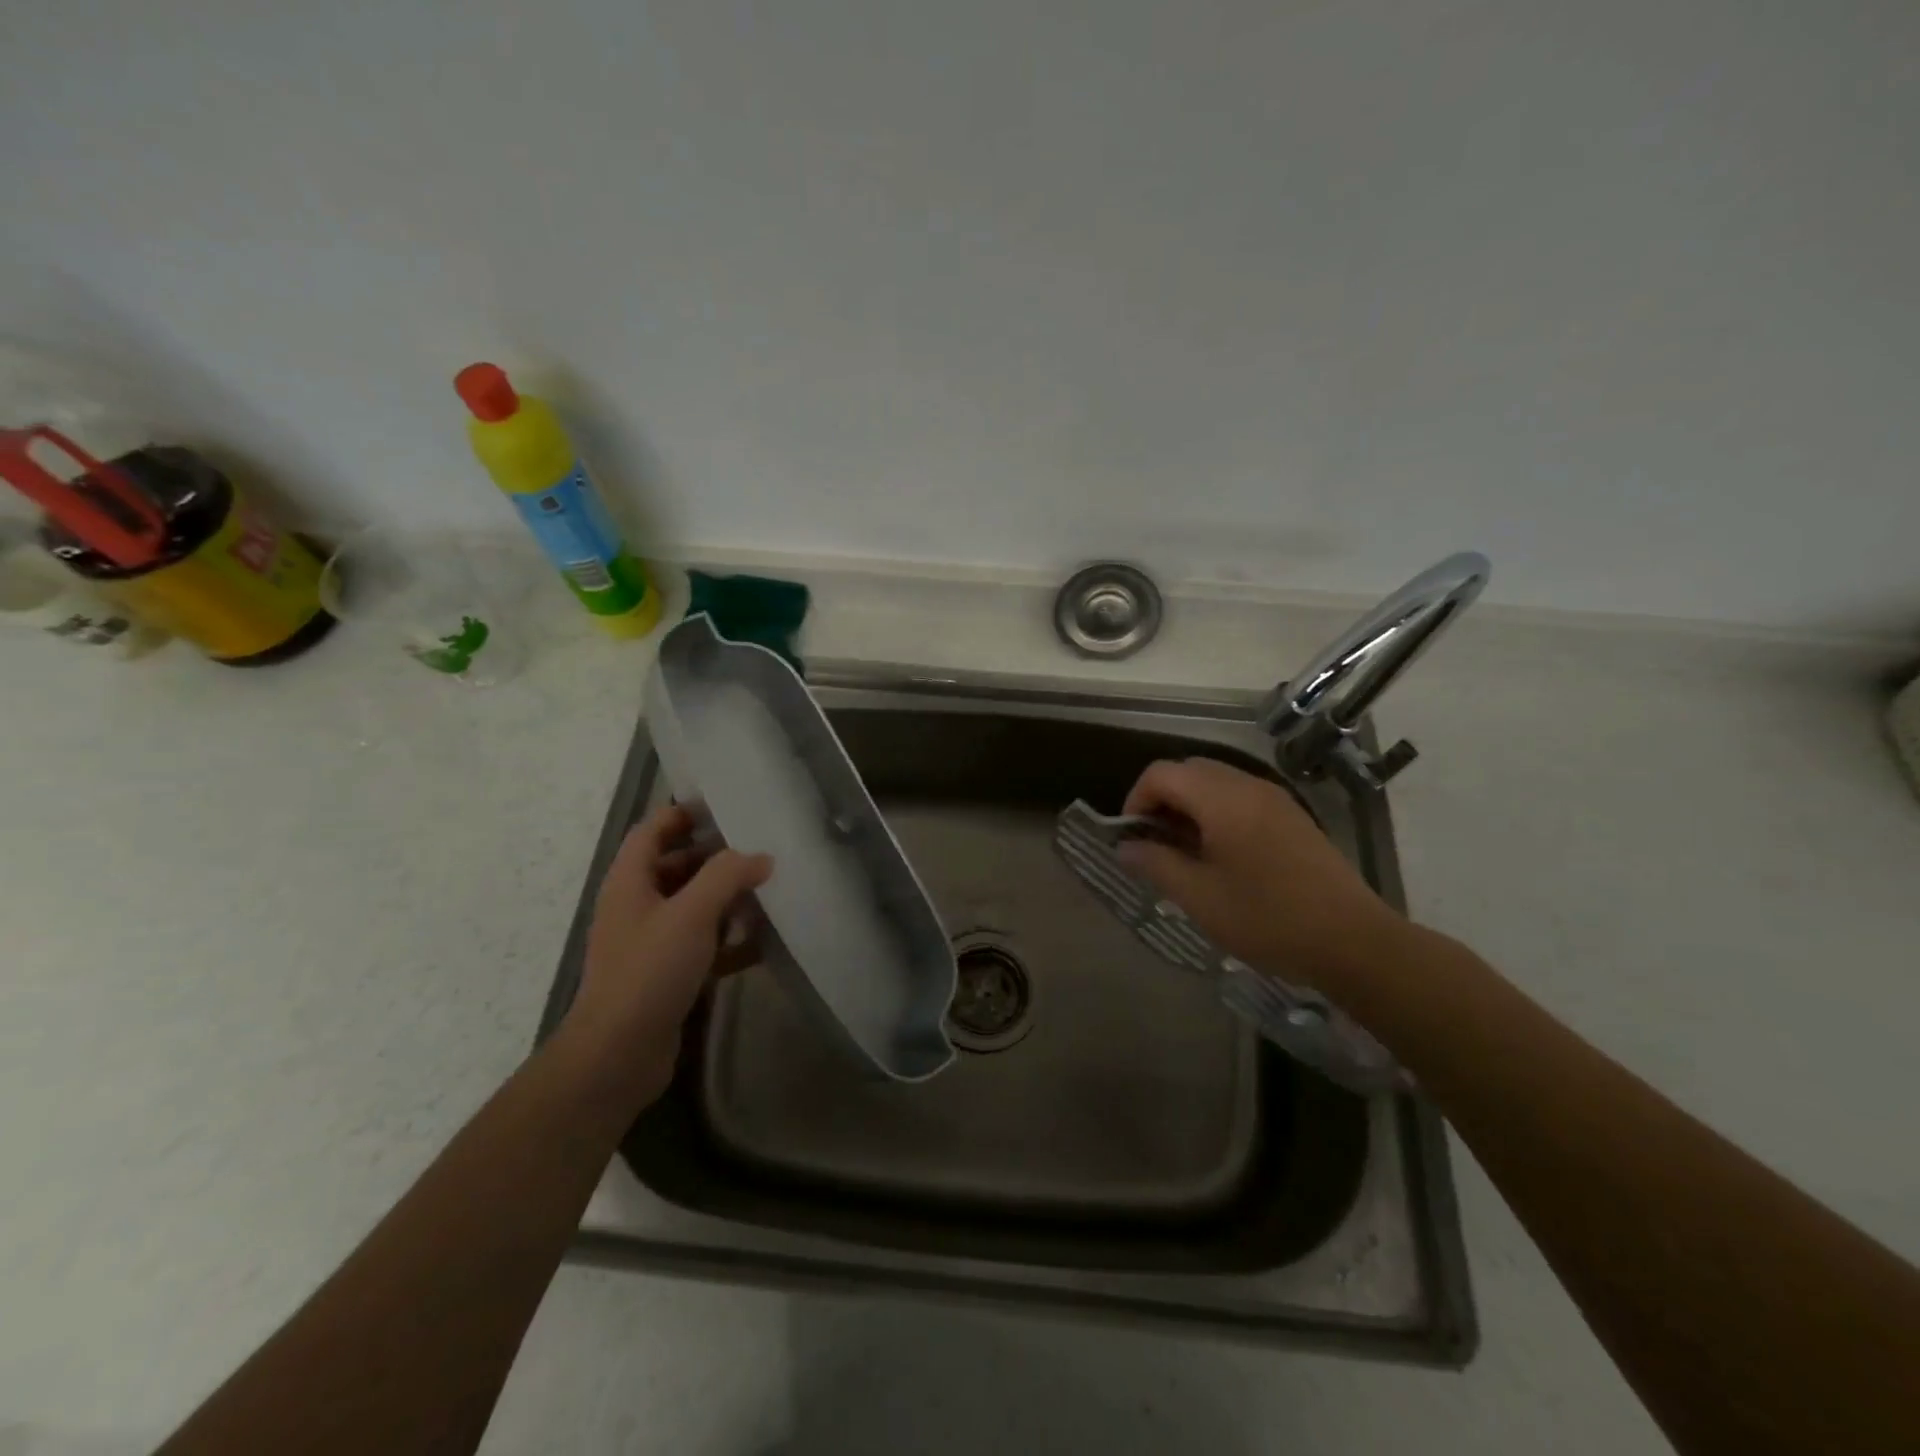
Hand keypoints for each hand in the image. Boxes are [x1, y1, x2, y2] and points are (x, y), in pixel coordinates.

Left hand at [563, 805, 772, 1109]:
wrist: (617, 1054)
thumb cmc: (649, 971)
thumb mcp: (691, 913)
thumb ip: (727, 876)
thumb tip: (760, 856)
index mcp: (630, 881)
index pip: (653, 830)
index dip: (684, 814)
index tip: (727, 808)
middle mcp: (637, 906)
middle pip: (677, 866)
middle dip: (716, 857)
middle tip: (760, 848)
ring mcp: (651, 942)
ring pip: (693, 906)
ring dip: (726, 898)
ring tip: (769, 891)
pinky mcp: (667, 974)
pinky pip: (702, 944)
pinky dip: (728, 939)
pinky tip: (762, 942)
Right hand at [1119, 758, 1401, 993]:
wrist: (1353, 941)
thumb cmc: (1268, 919)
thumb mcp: (1200, 897)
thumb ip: (1156, 864)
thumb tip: (1125, 847)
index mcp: (1223, 799)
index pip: (1162, 773)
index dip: (1136, 799)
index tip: (1132, 837)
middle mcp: (1248, 786)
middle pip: (1189, 770)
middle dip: (1162, 800)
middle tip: (1155, 844)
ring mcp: (1275, 799)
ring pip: (1216, 782)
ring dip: (1189, 806)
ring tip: (1184, 853)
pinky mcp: (1291, 816)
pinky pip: (1240, 797)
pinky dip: (1217, 812)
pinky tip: (1221, 856)